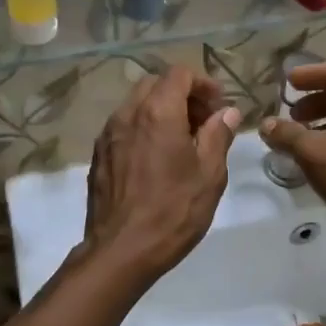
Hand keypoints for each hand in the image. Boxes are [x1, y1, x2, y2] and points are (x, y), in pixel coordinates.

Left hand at [83, 66, 239, 283]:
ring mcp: (108, 134)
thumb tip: (227, 113)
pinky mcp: (98, 154)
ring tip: (183, 141)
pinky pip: (124, 126)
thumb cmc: (173, 211)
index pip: (179, 73)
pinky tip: (157, 158)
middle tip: (203, 122)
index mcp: (158, 112)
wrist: (120, 251)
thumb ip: (218, 136)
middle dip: (182, 94)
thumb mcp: (209, 175)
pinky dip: (144, 128)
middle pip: (155, 84)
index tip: (218, 106)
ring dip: (162, 110)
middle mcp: (128, 114)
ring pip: (137, 104)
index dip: (203, 83)